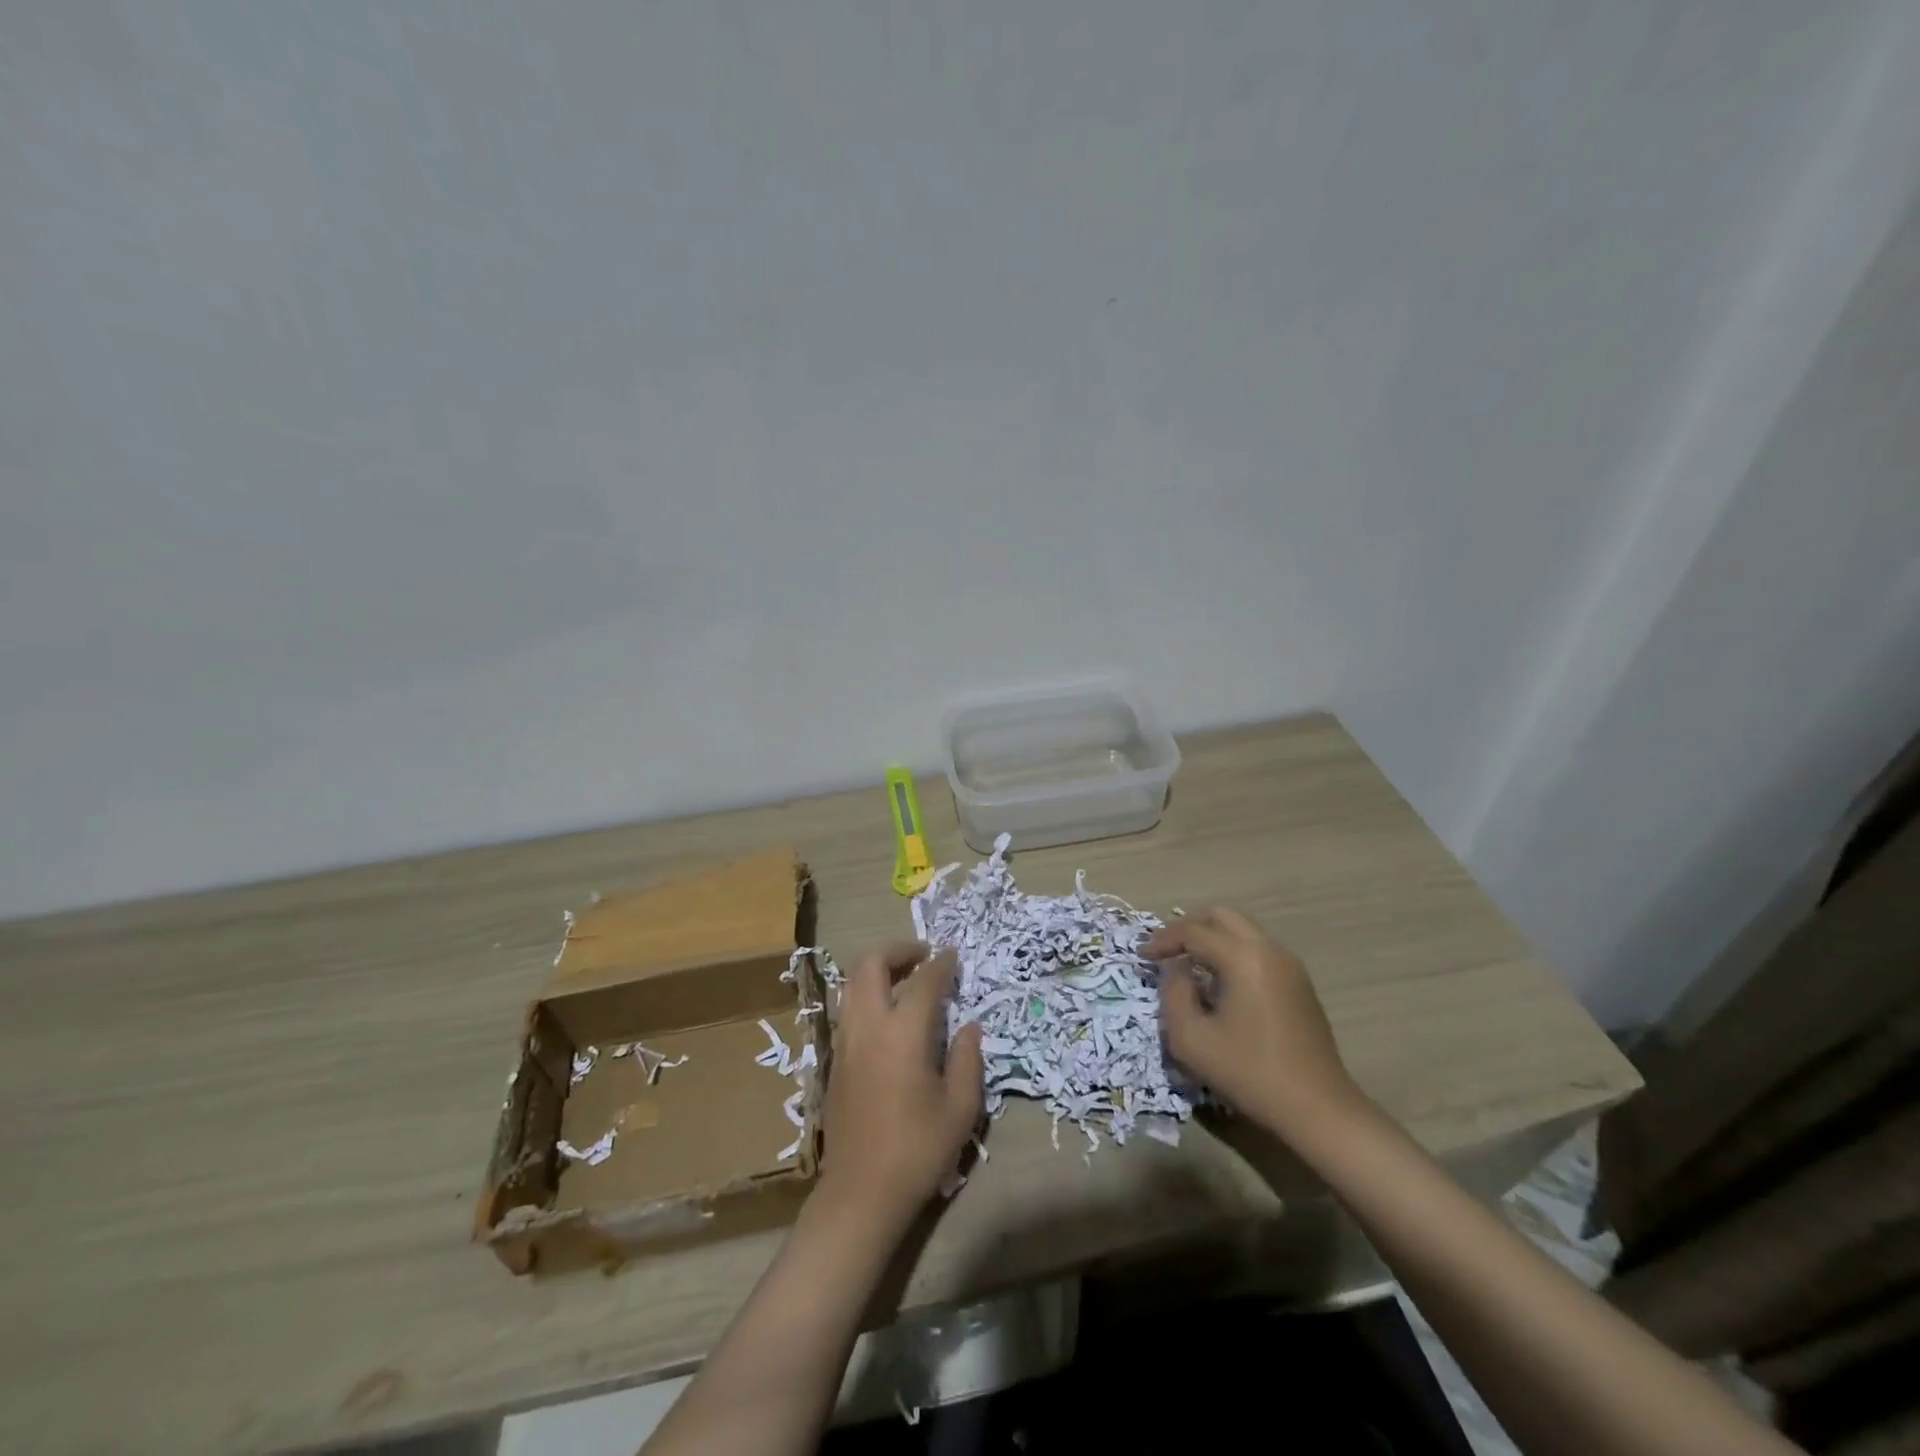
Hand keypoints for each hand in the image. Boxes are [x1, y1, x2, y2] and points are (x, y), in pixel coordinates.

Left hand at [817, 941, 983, 1228]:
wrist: (861, 1192)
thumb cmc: (918, 1150)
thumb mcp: (960, 1108)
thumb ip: (967, 1059)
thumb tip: (969, 1026)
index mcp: (903, 1034)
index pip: (924, 981)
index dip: (942, 964)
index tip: (954, 956)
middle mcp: (868, 1026)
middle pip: (871, 964)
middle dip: (897, 950)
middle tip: (923, 956)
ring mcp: (845, 1041)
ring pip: (852, 983)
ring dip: (877, 970)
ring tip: (904, 978)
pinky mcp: (834, 1059)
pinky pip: (848, 1008)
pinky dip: (867, 994)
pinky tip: (888, 1015)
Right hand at [1144, 907, 1362, 1139]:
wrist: (1318, 1109)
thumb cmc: (1249, 1072)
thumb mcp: (1191, 1039)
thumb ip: (1173, 993)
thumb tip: (1177, 970)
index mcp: (1242, 957)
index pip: (1193, 931)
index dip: (1162, 940)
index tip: (1142, 957)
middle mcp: (1268, 949)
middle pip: (1221, 916)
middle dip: (1188, 928)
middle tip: (1166, 950)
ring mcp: (1289, 965)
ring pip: (1242, 931)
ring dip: (1212, 939)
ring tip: (1189, 966)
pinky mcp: (1299, 983)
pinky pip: (1257, 950)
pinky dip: (1232, 953)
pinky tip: (1219, 984)